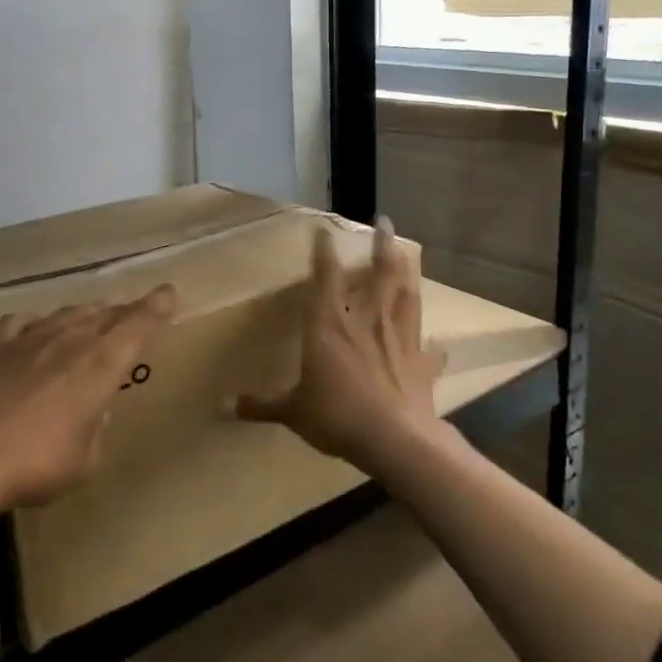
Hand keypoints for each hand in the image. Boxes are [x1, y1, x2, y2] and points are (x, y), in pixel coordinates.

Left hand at [0, 286, 177, 514]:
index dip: (156, 307)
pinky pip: (23, 322)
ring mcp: (30, 338)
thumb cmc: (37, 464)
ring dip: (87, 313)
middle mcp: (70, 340)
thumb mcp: (85, 459)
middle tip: (136, 310)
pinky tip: (36, 328)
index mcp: (101, 364)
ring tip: (95, 315)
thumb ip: (96, 427)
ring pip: (68, 313)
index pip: (138, 325)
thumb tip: (92, 410)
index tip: (169, 292)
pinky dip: (38, 322)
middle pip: (105, 315)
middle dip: (125, 311)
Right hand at [227, 217, 445, 471]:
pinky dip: (433, 346)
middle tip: (385, 222)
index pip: (324, 278)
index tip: (324, 230)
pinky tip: (439, 345)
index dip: (323, 252)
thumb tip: (221, 407)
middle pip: (377, 275)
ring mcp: (398, 339)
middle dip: (381, 246)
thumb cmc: (336, 416)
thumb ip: (260, 405)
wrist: (394, 439)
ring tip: (408, 256)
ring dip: (407, 275)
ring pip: (405, 297)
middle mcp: (365, 322)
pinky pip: (428, 350)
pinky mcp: (421, 364)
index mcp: (328, 325)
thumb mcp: (292, 411)